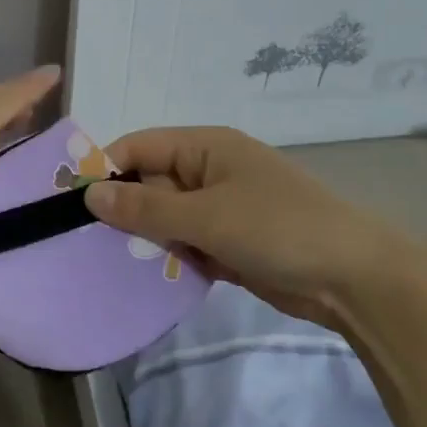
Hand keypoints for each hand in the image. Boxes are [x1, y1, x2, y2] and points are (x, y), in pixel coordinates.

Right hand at [83, 126, 426, 328]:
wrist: (354, 279)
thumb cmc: (277, 229)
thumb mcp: (205, 216)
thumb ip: (144, 208)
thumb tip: (88, 196)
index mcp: (206, 146)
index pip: (140, 146)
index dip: (106, 169)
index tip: (73, 205)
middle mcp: (210, 170)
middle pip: (150, 182)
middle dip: (126, 211)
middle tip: (91, 243)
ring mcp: (222, 207)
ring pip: (166, 217)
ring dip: (148, 239)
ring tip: (116, 264)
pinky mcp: (231, 241)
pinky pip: (187, 242)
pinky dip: (173, 257)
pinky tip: (154, 278)